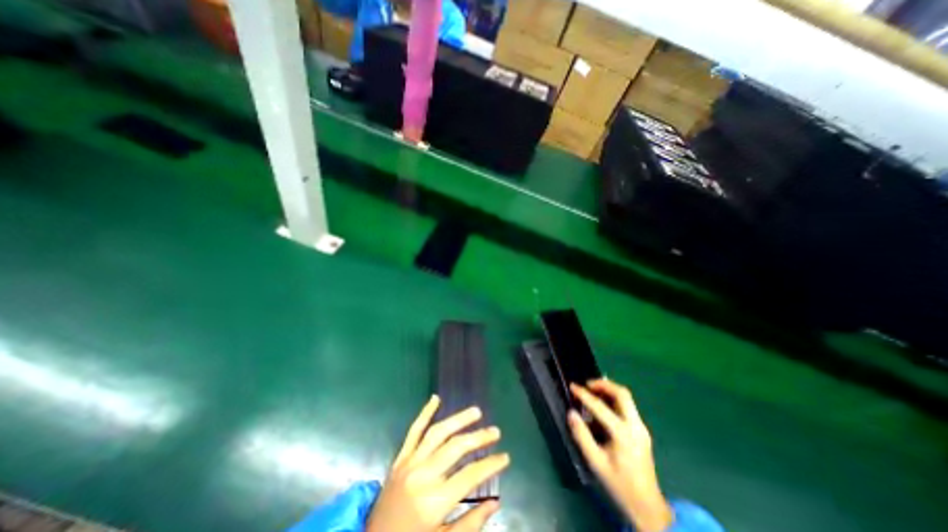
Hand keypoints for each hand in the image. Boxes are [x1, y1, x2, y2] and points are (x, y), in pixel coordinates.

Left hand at [365, 393, 507, 530]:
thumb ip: (470, 524)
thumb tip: (495, 503)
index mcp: (434, 501)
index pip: (470, 475)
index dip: (490, 465)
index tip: (505, 457)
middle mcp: (423, 475)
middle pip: (456, 448)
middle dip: (479, 438)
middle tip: (495, 431)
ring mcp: (410, 462)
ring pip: (438, 433)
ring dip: (458, 419)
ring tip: (476, 412)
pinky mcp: (400, 457)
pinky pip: (414, 430)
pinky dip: (425, 413)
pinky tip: (435, 398)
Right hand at [565, 377, 669, 531]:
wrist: (648, 506)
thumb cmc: (619, 484)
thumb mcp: (596, 462)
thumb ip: (582, 436)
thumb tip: (571, 413)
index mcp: (623, 434)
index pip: (600, 407)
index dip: (584, 394)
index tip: (572, 385)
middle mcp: (636, 426)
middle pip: (622, 394)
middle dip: (603, 384)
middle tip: (587, 384)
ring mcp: (641, 428)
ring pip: (627, 398)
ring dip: (609, 390)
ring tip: (592, 390)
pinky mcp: (642, 431)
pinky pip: (628, 407)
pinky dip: (614, 400)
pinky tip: (603, 405)